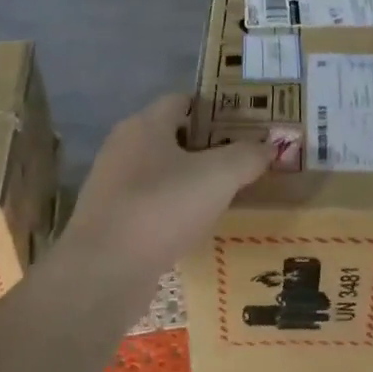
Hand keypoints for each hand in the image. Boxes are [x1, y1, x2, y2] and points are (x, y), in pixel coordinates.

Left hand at [62, 95, 271, 276]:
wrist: (104, 271)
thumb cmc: (162, 208)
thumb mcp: (219, 176)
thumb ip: (247, 156)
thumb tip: (268, 145)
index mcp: (144, 125)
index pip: (181, 100)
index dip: (213, 108)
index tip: (243, 123)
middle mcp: (123, 147)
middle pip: (171, 136)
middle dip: (206, 145)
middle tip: (242, 158)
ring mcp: (112, 185)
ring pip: (161, 172)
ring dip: (190, 179)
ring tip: (225, 193)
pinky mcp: (110, 220)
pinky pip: (150, 203)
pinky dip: (174, 208)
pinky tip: (196, 225)